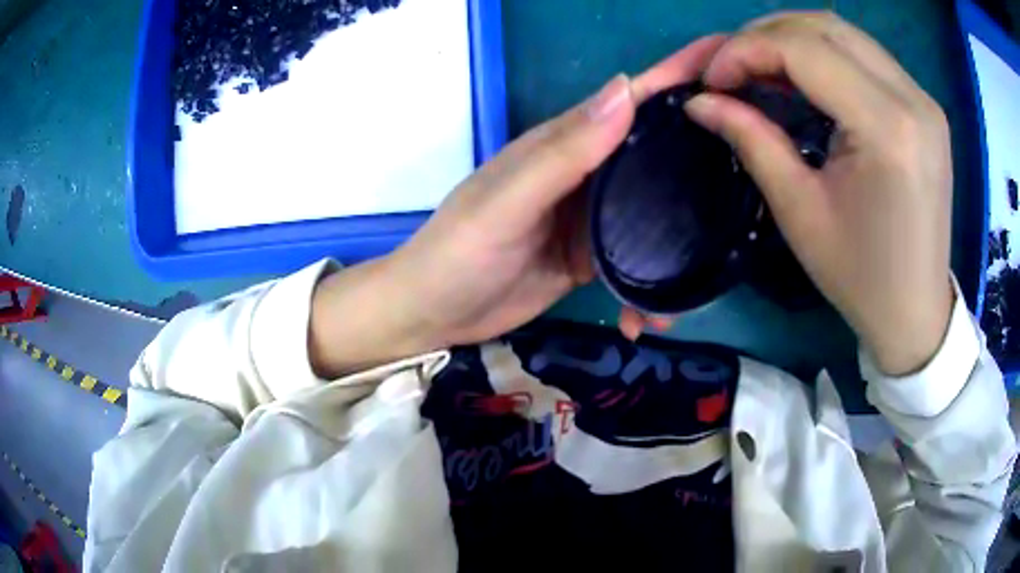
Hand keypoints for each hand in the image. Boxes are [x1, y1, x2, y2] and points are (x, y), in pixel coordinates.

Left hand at [309, 36, 727, 375]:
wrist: (435, 312)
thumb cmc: (459, 251)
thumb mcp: (506, 200)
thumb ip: (564, 150)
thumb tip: (625, 89)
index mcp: (568, 144)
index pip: (633, 99)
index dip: (678, 75)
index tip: (730, 62)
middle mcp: (589, 172)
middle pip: (657, 152)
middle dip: (705, 152)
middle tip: (758, 163)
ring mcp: (593, 218)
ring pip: (656, 211)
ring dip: (686, 239)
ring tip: (713, 270)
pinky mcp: (592, 258)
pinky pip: (637, 262)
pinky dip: (649, 288)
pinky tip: (650, 317)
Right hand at [683, 12, 953, 375]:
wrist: (915, 311)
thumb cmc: (860, 278)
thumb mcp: (800, 213)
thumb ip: (752, 140)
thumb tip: (700, 101)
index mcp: (887, 130)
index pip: (804, 50)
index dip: (745, 50)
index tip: (711, 79)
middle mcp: (913, 100)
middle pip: (824, 26)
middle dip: (764, 34)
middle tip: (731, 66)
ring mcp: (923, 99)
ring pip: (844, 32)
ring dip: (793, 37)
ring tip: (760, 66)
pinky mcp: (924, 106)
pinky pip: (865, 54)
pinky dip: (823, 53)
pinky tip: (803, 76)